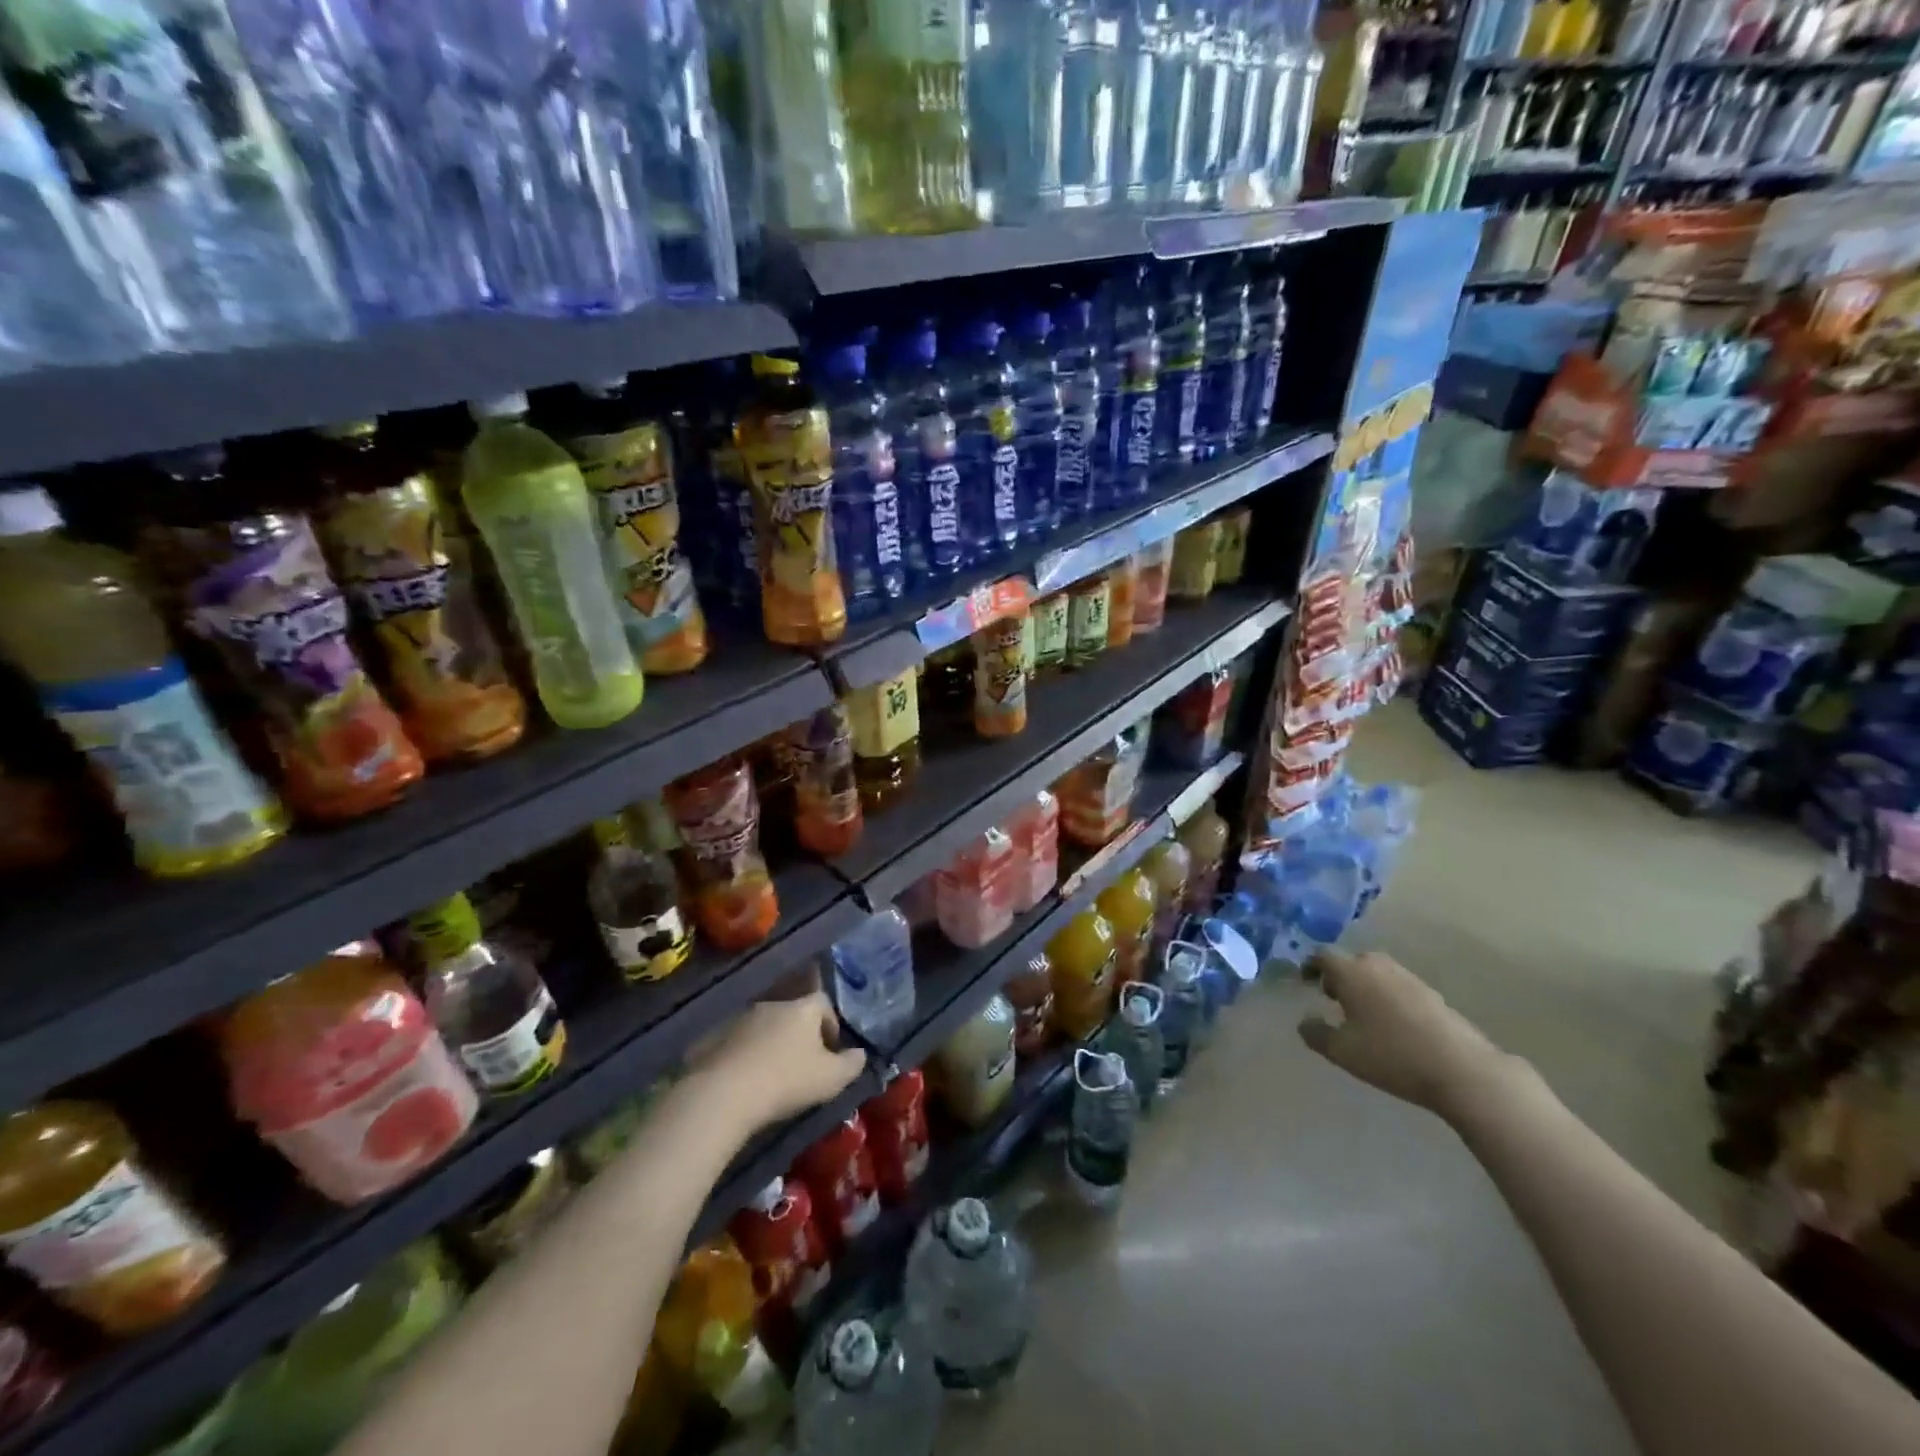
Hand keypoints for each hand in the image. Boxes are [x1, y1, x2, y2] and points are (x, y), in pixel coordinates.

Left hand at [681, 992, 867, 1134]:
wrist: (723, 1093)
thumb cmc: (786, 1081)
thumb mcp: (831, 1079)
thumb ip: (851, 1064)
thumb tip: (860, 1054)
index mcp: (803, 1008)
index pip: (823, 1003)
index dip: (830, 1024)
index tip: (831, 1050)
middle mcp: (772, 1004)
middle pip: (792, 1013)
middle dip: (799, 1035)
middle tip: (802, 1064)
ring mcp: (739, 1018)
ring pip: (763, 1027)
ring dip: (770, 1044)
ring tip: (772, 1075)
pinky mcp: (713, 1037)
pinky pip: (736, 1042)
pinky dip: (744, 1055)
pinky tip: (744, 1081)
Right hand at [1298, 948, 1513, 1118]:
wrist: (1462, 1071)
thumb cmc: (1391, 1055)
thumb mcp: (1342, 1051)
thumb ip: (1316, 1033)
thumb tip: (1305, 1021)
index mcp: (1352, 972)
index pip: (1323, 955)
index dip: (1310, 966)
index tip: (1305, 982)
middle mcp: (1379, 966)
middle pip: (1352, 961)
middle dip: (1339, 976)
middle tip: (1333, 999)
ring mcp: (1410, 979)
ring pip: (1377, 973)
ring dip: (1365, 986)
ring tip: (1362, 1014)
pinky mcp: (1433, 995)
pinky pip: (1399, 987)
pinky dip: (1388, 998)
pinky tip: (1393, 1025)